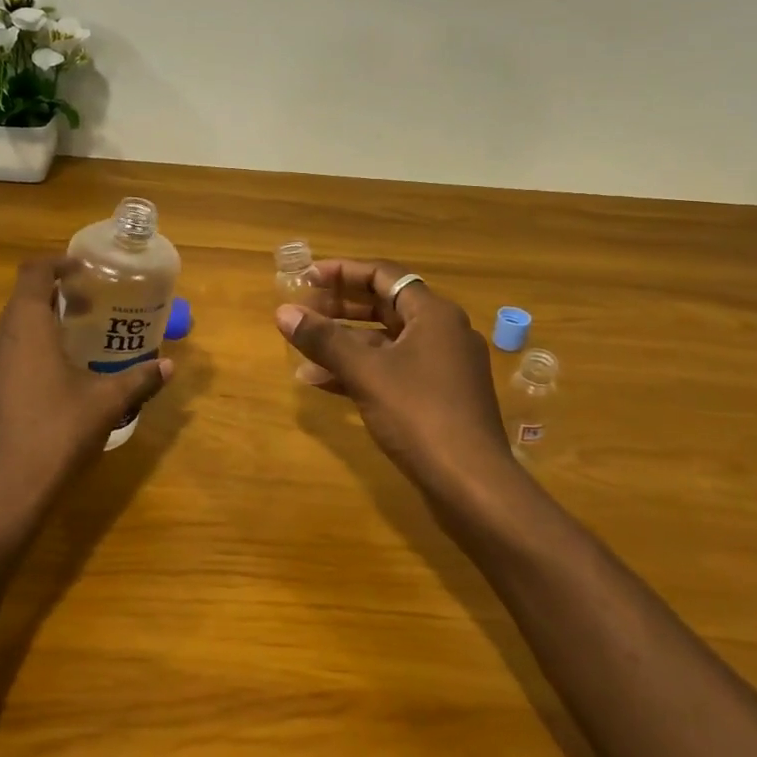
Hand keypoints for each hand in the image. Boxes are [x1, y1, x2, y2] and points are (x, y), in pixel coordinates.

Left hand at [0, 258, 171, 540]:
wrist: (4, 493)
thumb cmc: (58, 433)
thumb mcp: (107, 402)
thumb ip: (139, 378)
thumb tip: (169, 365)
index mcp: (25, 327)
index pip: (34, 273)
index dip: (57, 263)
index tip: (82, 270)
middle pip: (21, 303)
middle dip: (54, 299)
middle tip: (87, 310)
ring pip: (9, 335)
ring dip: (37, 331)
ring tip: (70, 348)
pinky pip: (0, 364)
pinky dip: (23, 360)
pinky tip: (46, 390)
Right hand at [276, 259, 514, 505]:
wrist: (473, 484)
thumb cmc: (420, 415)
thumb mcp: (366, 373)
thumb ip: (324, 340)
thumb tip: (283, 312)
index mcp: (433, 314)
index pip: (384, 275)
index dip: (342, 272)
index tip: (306, 278)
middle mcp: (443, 332)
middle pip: (385, 305)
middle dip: (340, 307)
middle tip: (303, 311)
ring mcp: (443, 366)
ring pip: (386, 341)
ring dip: (345, 342)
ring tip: (304, 348)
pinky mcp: (438, 397)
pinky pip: (393, 369)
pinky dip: (360, 370)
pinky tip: (323, 382)